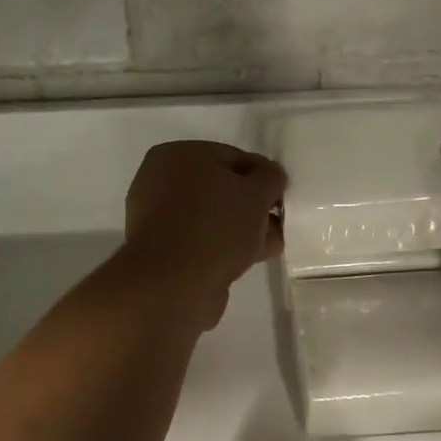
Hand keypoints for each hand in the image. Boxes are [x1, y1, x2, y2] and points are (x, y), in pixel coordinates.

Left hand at [119, 140, 285, 329]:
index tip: (281, 199)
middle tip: (277, 224)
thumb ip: (270, 177)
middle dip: (253, 207)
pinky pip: (202, 240)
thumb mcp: (256, 192)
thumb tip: (269, 177)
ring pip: (213, 217)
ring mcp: (158, 219)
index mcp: (176, 155)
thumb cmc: (215, 226)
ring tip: (270, 245)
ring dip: (243, 229)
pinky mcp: (162, 251)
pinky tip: (250, 259)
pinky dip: (225, 247)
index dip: (263, 177)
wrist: (173, 284)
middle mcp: (160, 182)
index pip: (233, 157)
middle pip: (221, 189)